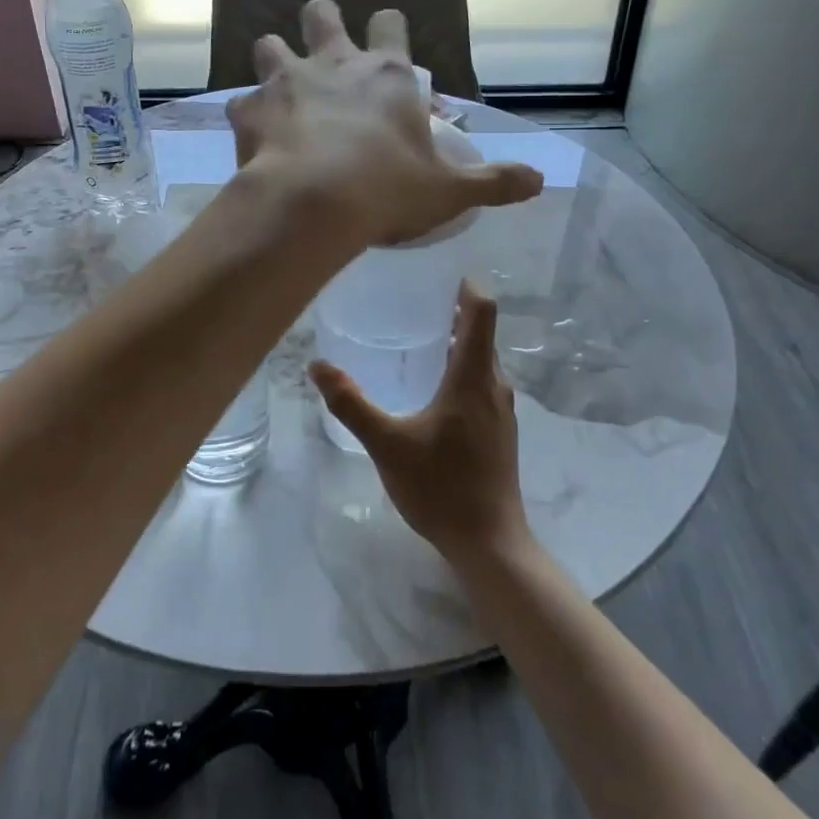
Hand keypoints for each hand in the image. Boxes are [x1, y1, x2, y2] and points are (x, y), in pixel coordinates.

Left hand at [229, 0, 541, 248]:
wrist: (313, 205)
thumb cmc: (387, 190)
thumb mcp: (449, 190)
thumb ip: (493, 182)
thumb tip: (540, 181)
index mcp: (386, 74)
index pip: (389, 24)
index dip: (386, 26)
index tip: (384, 39)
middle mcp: (333, 64)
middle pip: (320, 15)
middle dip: (321, 23)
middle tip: (323, 50)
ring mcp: (285, 82)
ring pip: (269, 45)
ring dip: (274, 61)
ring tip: (280, 91)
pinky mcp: (250, 110)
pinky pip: (241, 104)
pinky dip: (248, 118)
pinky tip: (254, 139)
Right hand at [310, 281, 529, 561]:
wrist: (490, 543)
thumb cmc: (441, 487)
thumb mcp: (387, 444)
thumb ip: (351, 404)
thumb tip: (317, 366)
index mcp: (472, 377)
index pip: (483, 312)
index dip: (467, 286)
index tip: (439, 275)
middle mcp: (494, 386)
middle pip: (481, 334)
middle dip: (453, 313)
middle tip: (412, 303)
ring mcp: (501, 411)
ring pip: (482, 362)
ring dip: (456, 344)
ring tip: (417, 341)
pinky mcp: (500, 432)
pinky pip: (482, 385)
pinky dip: (460, 371)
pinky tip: (431, 391)